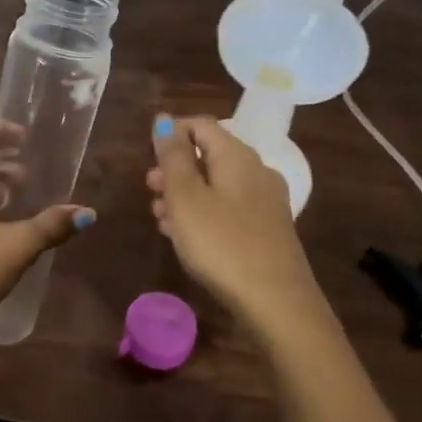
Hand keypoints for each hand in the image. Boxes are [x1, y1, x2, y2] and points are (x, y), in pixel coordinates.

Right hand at [147, 113, 324, 331]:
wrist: (275, 301)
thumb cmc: (221, 243)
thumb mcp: (185, 198)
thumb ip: (172, 157)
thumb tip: (163, 120)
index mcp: (237, 156)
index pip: (201, 125)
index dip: (171, 132)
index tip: (146, 154)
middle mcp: (256, 171)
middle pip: (210, 155)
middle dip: (175, 168)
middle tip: (149, 189)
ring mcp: (265, 201)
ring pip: (217, 184)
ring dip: (185, 194)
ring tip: (160, 218)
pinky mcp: (267, 229)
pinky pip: (228, 208)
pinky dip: (204, 213)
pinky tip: (186, 236)